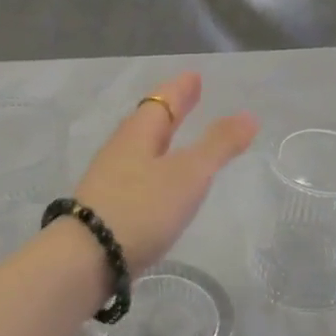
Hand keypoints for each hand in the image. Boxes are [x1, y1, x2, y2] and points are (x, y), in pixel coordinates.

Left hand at [71, 72, 257, 271]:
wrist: (87, 258)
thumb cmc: (141, 208)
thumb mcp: (188, 175)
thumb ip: (218, 146)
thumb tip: (248, 115)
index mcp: (139, 133)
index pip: (162, 101)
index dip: (181, 89)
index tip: (194, 76)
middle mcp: (121, 149)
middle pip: (149, 121)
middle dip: (171, 109)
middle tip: (189, 96)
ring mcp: (110, 178)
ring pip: (141, 148)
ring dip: (161, 138)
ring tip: (177, 136)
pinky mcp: (108, 207)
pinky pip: (137, 174)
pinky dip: (155, 166)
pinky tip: (160, 182)